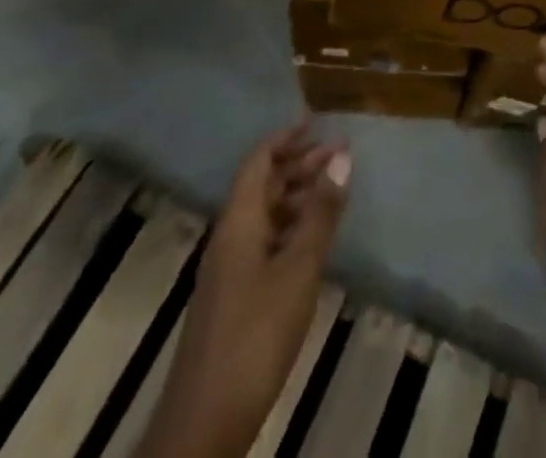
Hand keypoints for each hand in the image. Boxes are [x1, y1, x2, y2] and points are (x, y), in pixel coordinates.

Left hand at [149, 126, 349, 457]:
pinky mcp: (233, 298)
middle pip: (262, 186)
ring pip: (264, 215)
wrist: (204, 423)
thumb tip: (341, 156)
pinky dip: (290, 228)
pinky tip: (313, 241)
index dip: (285, 139)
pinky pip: (264, 242)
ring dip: (297, 197)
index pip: (259, 162)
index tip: (316, 122)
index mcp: (238, 221)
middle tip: (339, 153)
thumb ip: (321, 213)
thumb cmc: (255, 334)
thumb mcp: (298, 269)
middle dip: (298, 165)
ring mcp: (229, 269)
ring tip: (334, 191)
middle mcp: (229, 237)